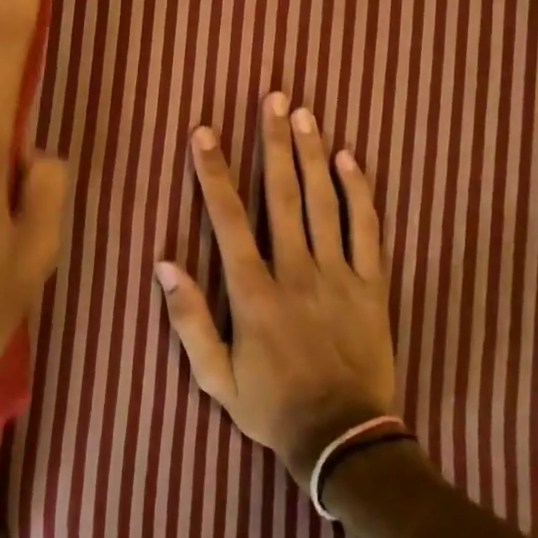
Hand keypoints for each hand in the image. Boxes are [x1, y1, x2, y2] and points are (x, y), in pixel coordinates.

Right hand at [157, 93, 397, 485]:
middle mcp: (296, 272)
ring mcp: (339, 275)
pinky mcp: (372, 284)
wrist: (344, 440)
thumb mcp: (216, 378)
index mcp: (254, 293)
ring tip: (303, 113)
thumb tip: (164, 264)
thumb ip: (189, 320)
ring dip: (312, 154)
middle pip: (282, 195)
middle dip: (273, 143)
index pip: (228, 219)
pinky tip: (350, 159)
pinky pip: (367, 229)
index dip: (213, 172)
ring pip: (324, 202)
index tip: (205, 132)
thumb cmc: (273, 407)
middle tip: (272, 98)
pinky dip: (359, 192)